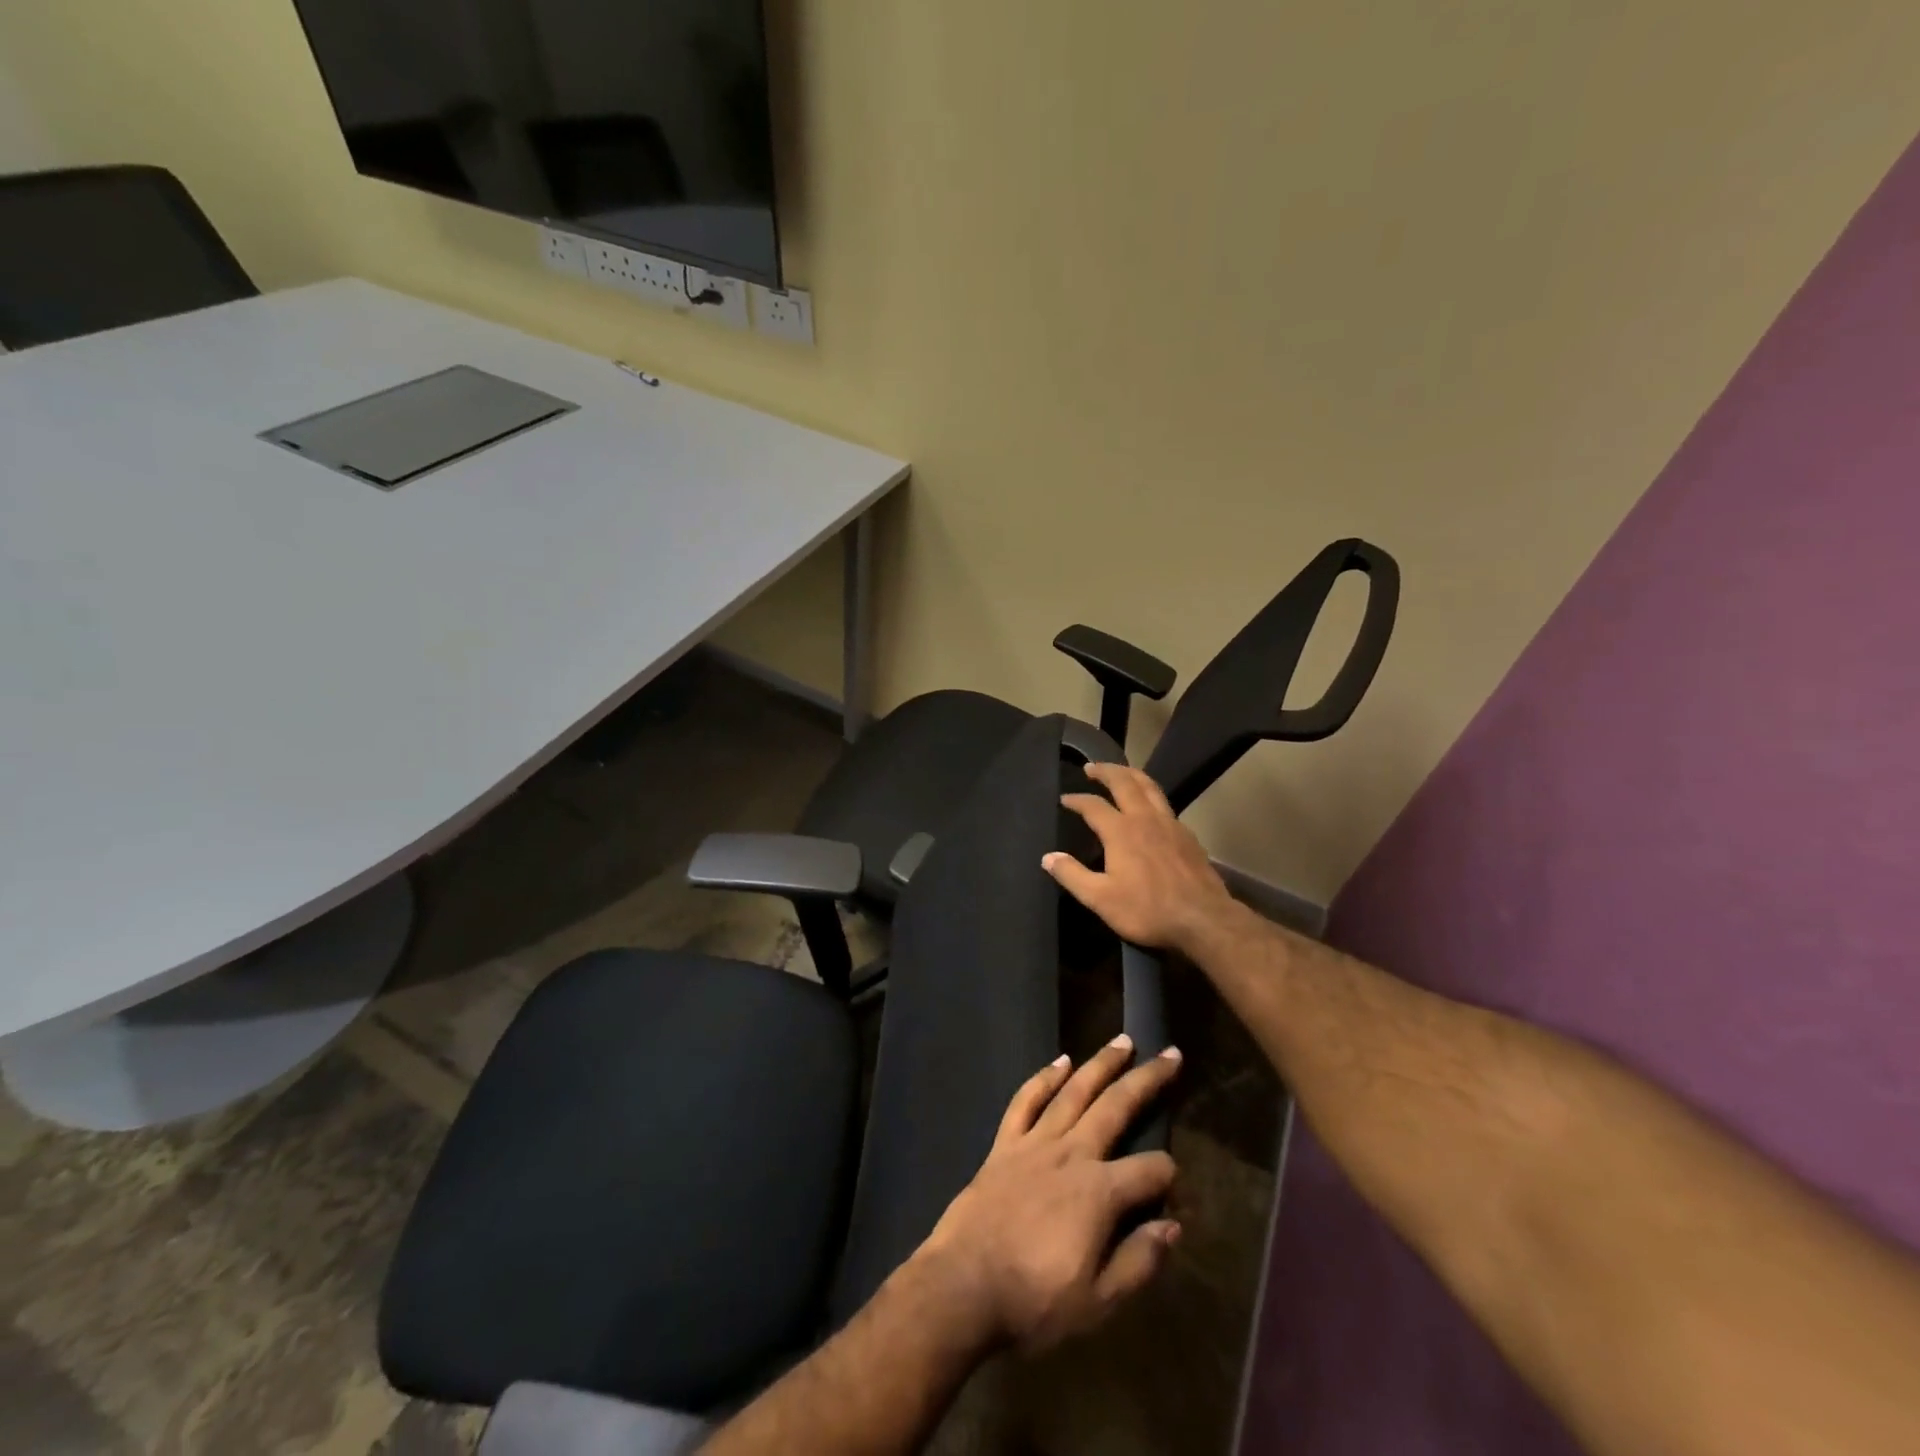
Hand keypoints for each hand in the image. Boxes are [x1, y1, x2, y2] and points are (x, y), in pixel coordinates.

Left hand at [912, 1036, 1182, 1354]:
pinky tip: (1059, 1061)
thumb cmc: (1034, 1301)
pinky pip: (1026, 1101)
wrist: (963, 1286)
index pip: (1151, 1171)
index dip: (1170, 1176)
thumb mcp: (1098, 1302)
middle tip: (1170, 1052)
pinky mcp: (1005, 1144)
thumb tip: (1172, 1225)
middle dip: (1147, 1080)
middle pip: (1116, 1107)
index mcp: (1099, 1192)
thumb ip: (1139, 1261)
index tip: (1175, 1189)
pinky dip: (1044, 1078)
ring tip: (1122, 1041)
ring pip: (1074, 1091)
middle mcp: (1072, 1154)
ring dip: (1100, 1064)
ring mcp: (1035, 1143)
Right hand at [1044, 762, 1240, 957]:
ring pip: (1150, 787)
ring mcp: (1170, 824)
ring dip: (1131, 774)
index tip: (1064, 798)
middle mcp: (1145, 818)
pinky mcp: (1188, 835)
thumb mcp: (1101, 899)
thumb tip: (1048, 857)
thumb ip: (1072, 875)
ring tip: (1121, 771)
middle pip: (1124, 782)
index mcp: (1121, 831)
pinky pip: (1166, 804)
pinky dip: (1152, 795)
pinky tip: (1151, 806)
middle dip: (1106, 771)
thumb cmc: (1147, 910)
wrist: (1204, 919)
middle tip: (1091, 766)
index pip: (1093, 805)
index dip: (1076, 799)